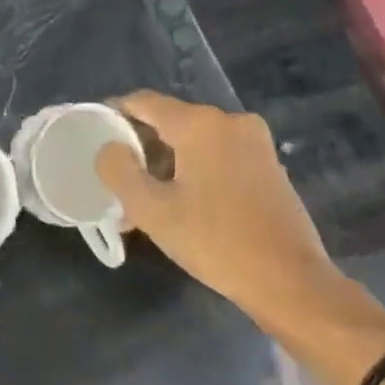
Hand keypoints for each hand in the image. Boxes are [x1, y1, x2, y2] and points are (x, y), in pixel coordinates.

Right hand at [95, 91, 333, 328]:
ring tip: (143, 202)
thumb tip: (109, 148)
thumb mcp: (152, 210)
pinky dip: (194, 172)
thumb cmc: (215, 241)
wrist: (291, 282)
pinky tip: (181, 206)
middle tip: (117, 180)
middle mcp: (230, 122)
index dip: (114, 113)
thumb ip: (120, 171)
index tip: (93, 133)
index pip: (144, 102)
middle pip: (170, 122)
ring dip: (166, 166)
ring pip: (194, 143)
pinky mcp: (268, 166)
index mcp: (200, 124)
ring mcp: (255, 143)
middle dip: (140, 149)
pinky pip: (218, 157)